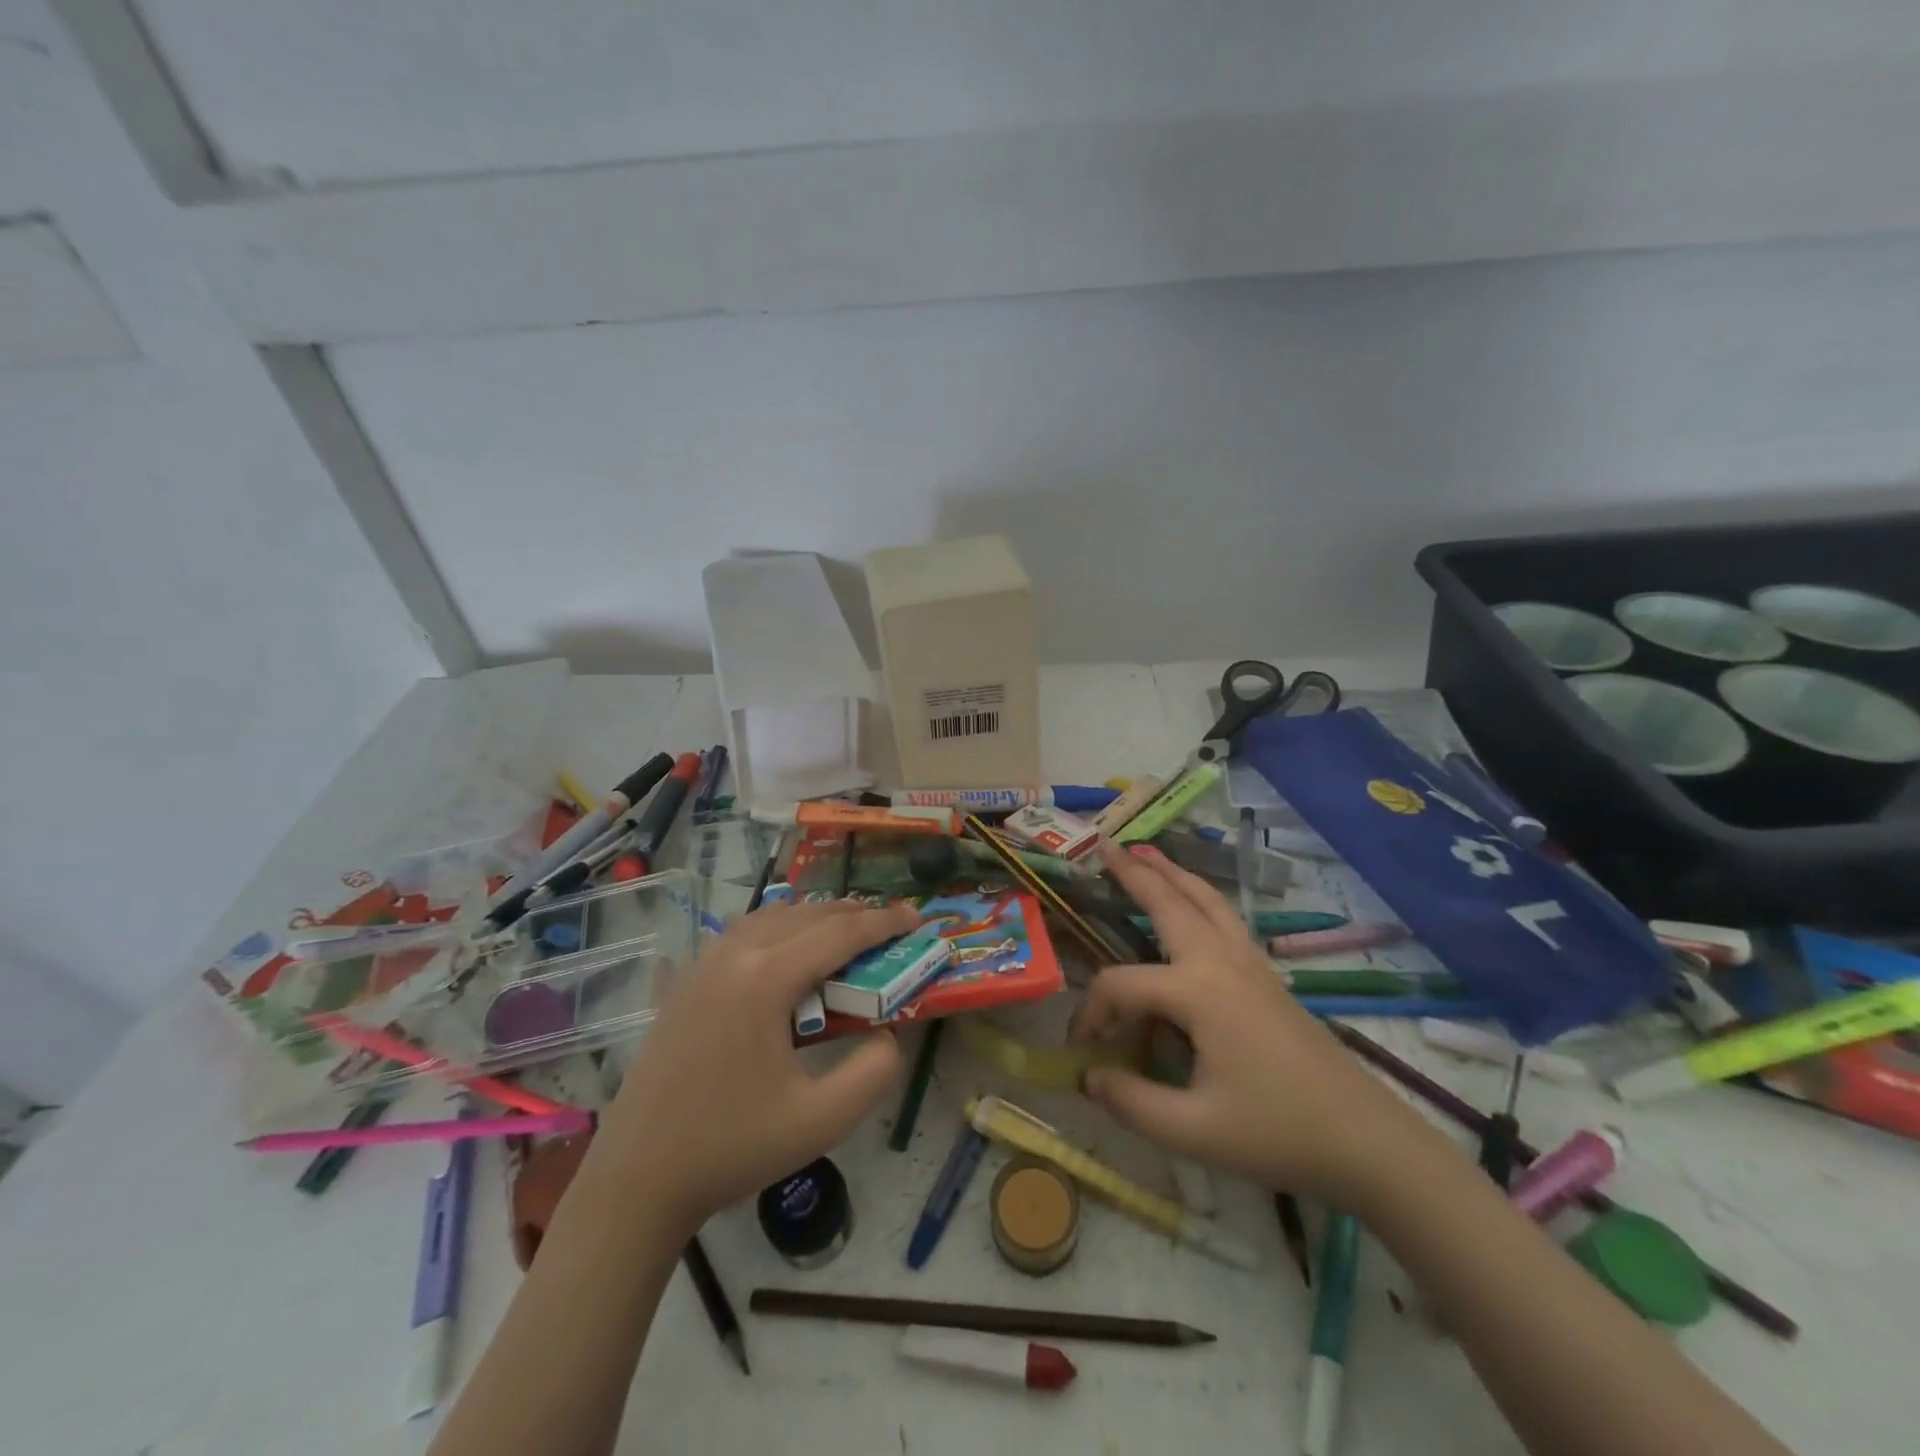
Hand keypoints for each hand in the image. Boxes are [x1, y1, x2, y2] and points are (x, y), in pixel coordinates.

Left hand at [588, 896, 920, 1236]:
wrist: (638, 1178)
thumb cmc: (732, 1148)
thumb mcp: (822, 1121)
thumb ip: (873, 1071)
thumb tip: (888, 1033)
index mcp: (765, 979)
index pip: (839, 934)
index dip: (883, 922)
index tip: (916, 917)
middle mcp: (733, 955)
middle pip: (807, 915)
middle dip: (854, 915)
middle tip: (891, 927)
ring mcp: (703, 964)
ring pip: (772, 916)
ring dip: (816, 917)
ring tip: (848, 933)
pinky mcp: (687, 981)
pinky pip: (743, 933)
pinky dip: (779, 927)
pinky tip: (789, 949)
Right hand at [1069, 842, 1425, 1203]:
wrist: (1366, 1139)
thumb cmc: (1277, 1133)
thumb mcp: (1194, 1131)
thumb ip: (1131, 1102)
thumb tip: (1088, 1076)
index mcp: (1197, 992)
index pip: (1121, 986)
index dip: (1092, 1013)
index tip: (1083, 1049)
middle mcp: (1221, 962)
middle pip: (1170, 904)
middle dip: (1134, 873)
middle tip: (1104, 846)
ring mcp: (1250, 964)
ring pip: (1205, 901)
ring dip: (1172, 874)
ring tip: (1145, 852)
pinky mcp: (1268, 976)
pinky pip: (1225, 917)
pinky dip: (1199, 895)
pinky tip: (1194, 903)